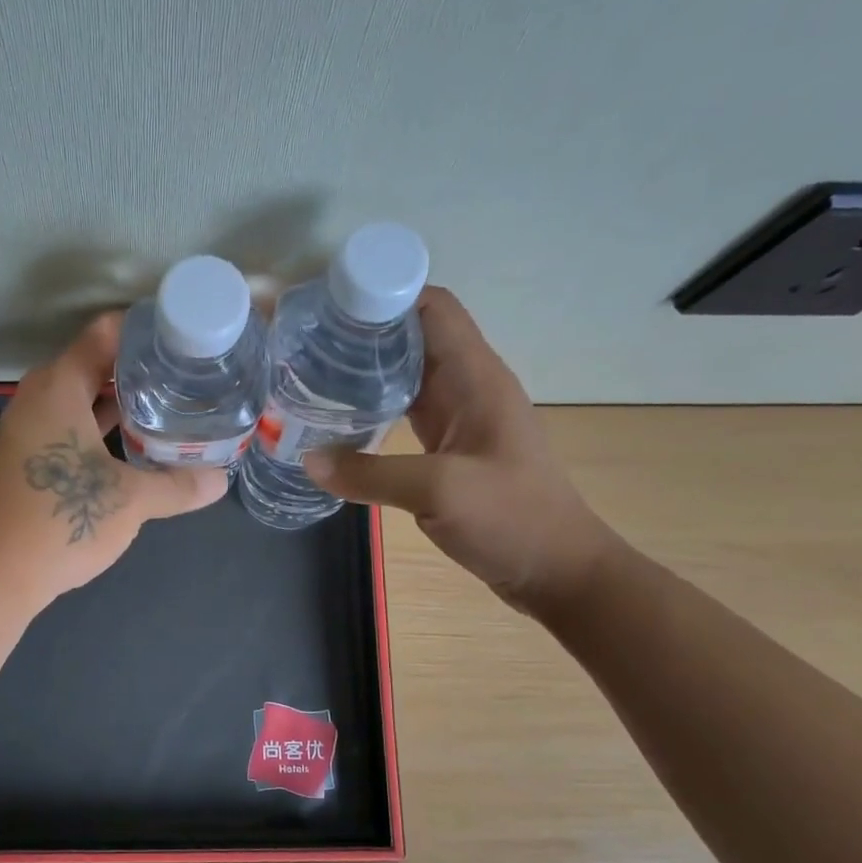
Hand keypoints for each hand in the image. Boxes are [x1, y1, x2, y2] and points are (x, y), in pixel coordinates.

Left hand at [0, 312, 228, 604]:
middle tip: (186, 375)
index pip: (104, 334)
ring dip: (120, 403)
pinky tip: (132, 448)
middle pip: (93, 365)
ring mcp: (25, 430)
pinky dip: (99, 429)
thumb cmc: (62, 521)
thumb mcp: (131, 500)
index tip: (184, 337)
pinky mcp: (24, 460)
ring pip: (80, 400)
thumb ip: (178, 485)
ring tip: (168, 406)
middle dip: (139, 370)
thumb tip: (221, 480)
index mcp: (58, 387)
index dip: (145, 330)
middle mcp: (36, 398)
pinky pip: (68, 427)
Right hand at [304, 286, 619, 614]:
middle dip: (361, 330)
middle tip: (304, 340)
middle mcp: (467, 385)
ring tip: (310, 370)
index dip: (385, 293)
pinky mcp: (447, 446)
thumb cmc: (513, 519)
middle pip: (411, 335)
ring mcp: (458, 416)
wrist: (557, 569)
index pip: (432, 306)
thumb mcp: (440, 491)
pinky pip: (403, 408)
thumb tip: (308, 460)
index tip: (330, 303)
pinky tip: (336, 417)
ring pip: (404, 373)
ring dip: (363, 368)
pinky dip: (370, 405)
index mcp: (475, 376)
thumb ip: (370, 474)